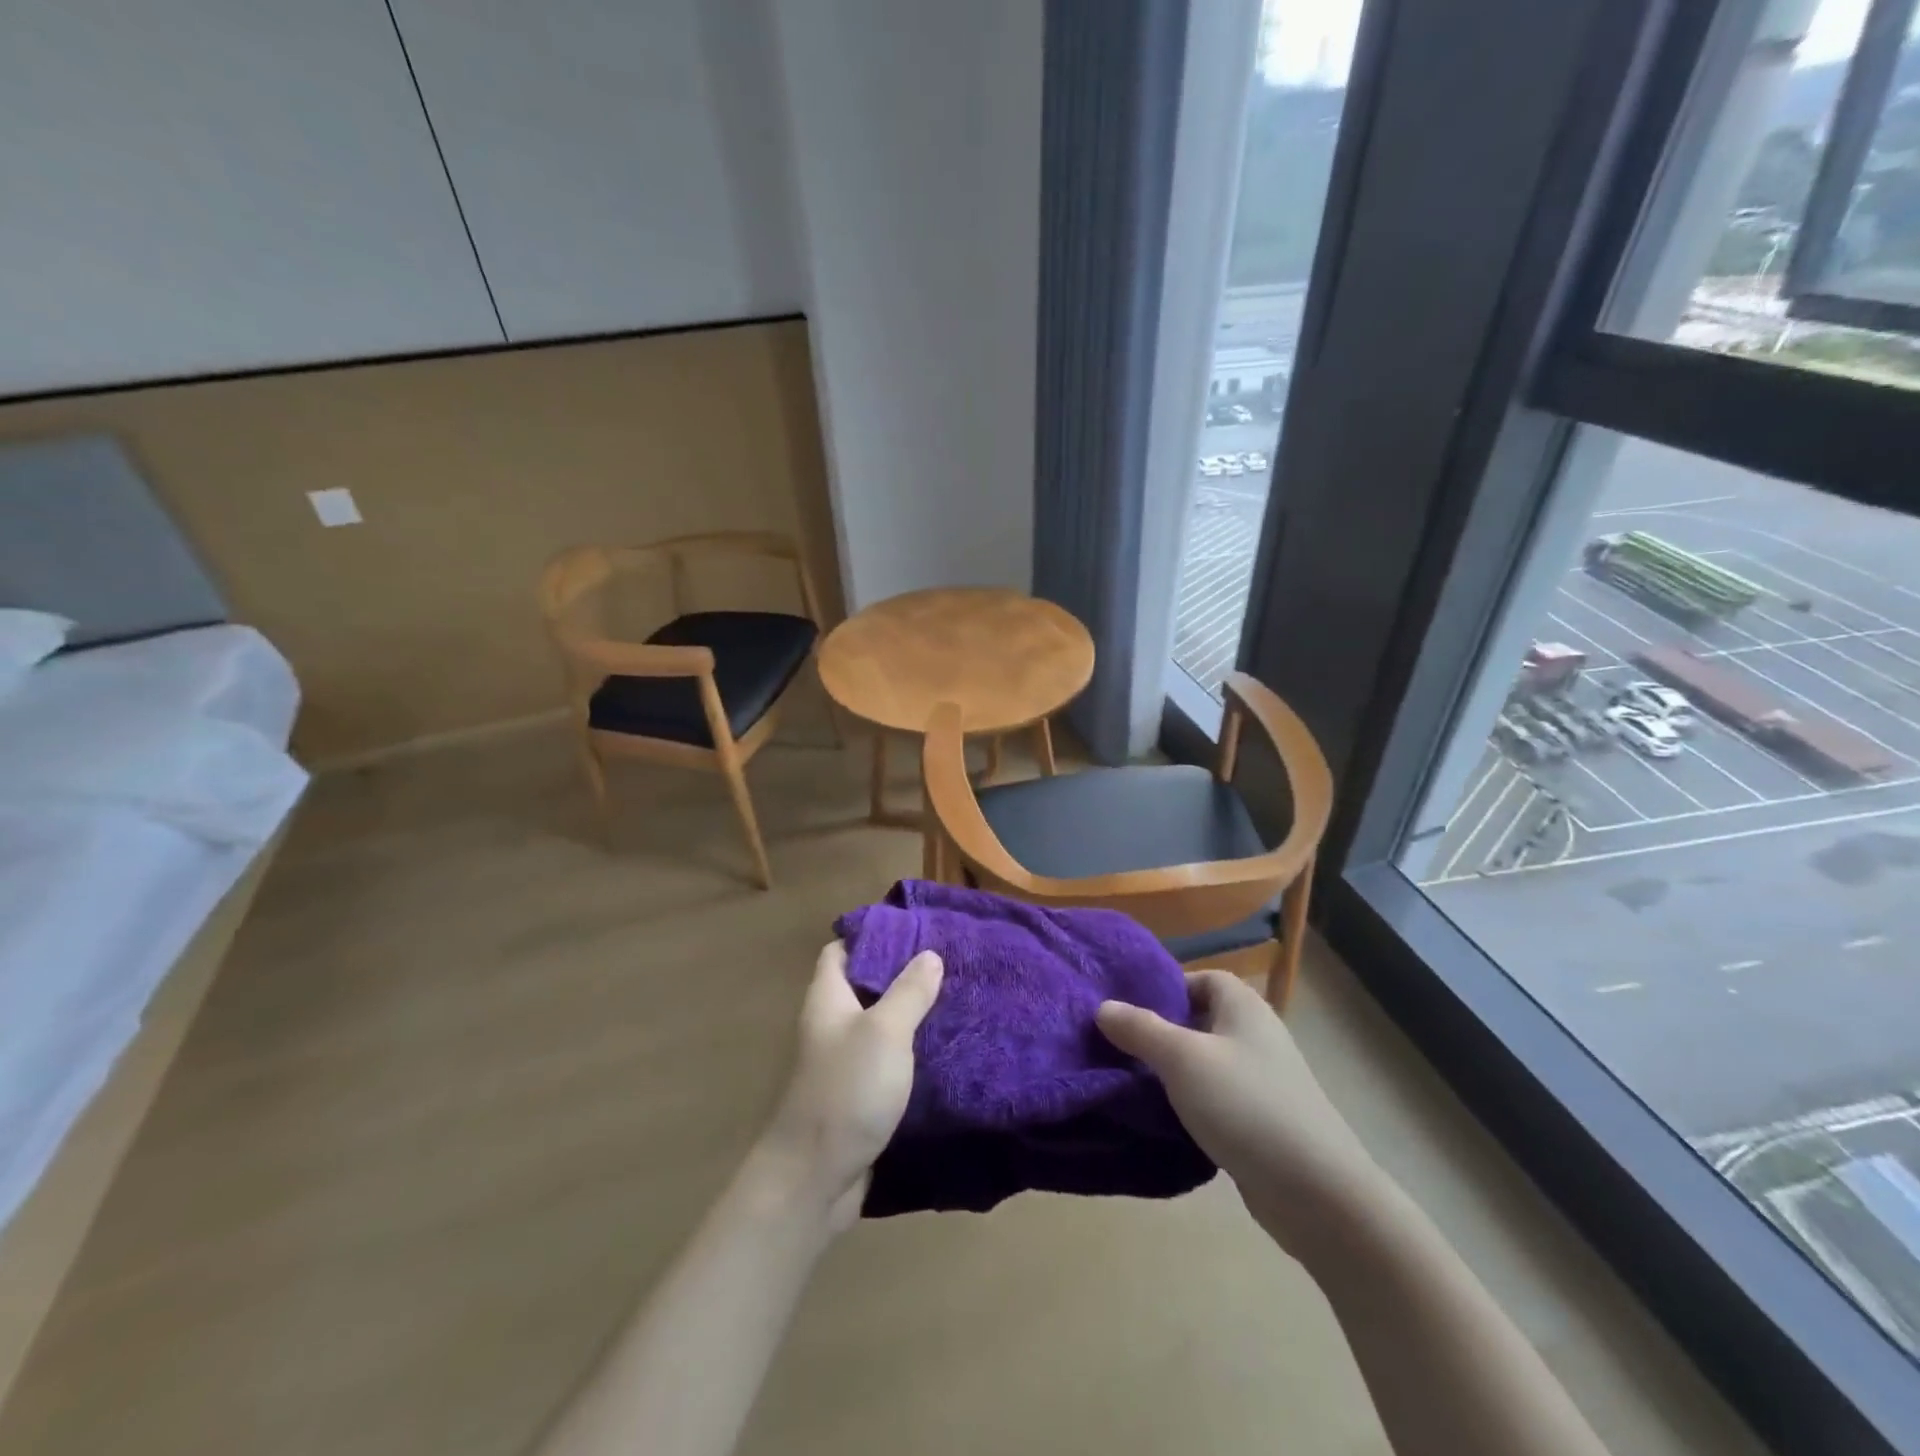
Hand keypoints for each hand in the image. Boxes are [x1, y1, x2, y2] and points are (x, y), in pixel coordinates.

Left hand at [758, 941, 942, 1229]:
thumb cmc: (846, 1091)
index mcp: (828, 998)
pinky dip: (911, 1051)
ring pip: (879, 1024)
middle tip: (947, 962)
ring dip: (911, 1013)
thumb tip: (929, 954)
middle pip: (864, 985)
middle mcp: (831, 1024)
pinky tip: (944, 1048)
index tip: (914, 929)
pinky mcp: (859, 1094)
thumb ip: (908, 992)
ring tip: (955, 998)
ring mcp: (843, 1061)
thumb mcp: (884, 1032)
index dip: (872, 935)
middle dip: (902, 972)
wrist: (814, 1179)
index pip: (841, 949)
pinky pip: (887, 1059)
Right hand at [1097, 970, 1379, 1253]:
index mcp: (1244, 1007)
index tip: (1128, 1009)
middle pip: (1199, 1020)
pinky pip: (1216, 1099)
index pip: (1201, 978)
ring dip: (1172, 1072)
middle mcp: (1255, 1035)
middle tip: (1119, 1046)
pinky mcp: (1262, 1122)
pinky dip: (1191, 1104)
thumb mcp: (1182, 1059)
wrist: (1317, 1194)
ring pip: (1205, 1063)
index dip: (1165, 988)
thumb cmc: (1246, 1106)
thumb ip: (1140, 1029)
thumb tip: (1102, 1006)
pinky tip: (1163, 1120)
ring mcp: (1262, 1081)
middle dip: (1160, 1032)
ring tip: (1130, 1082)